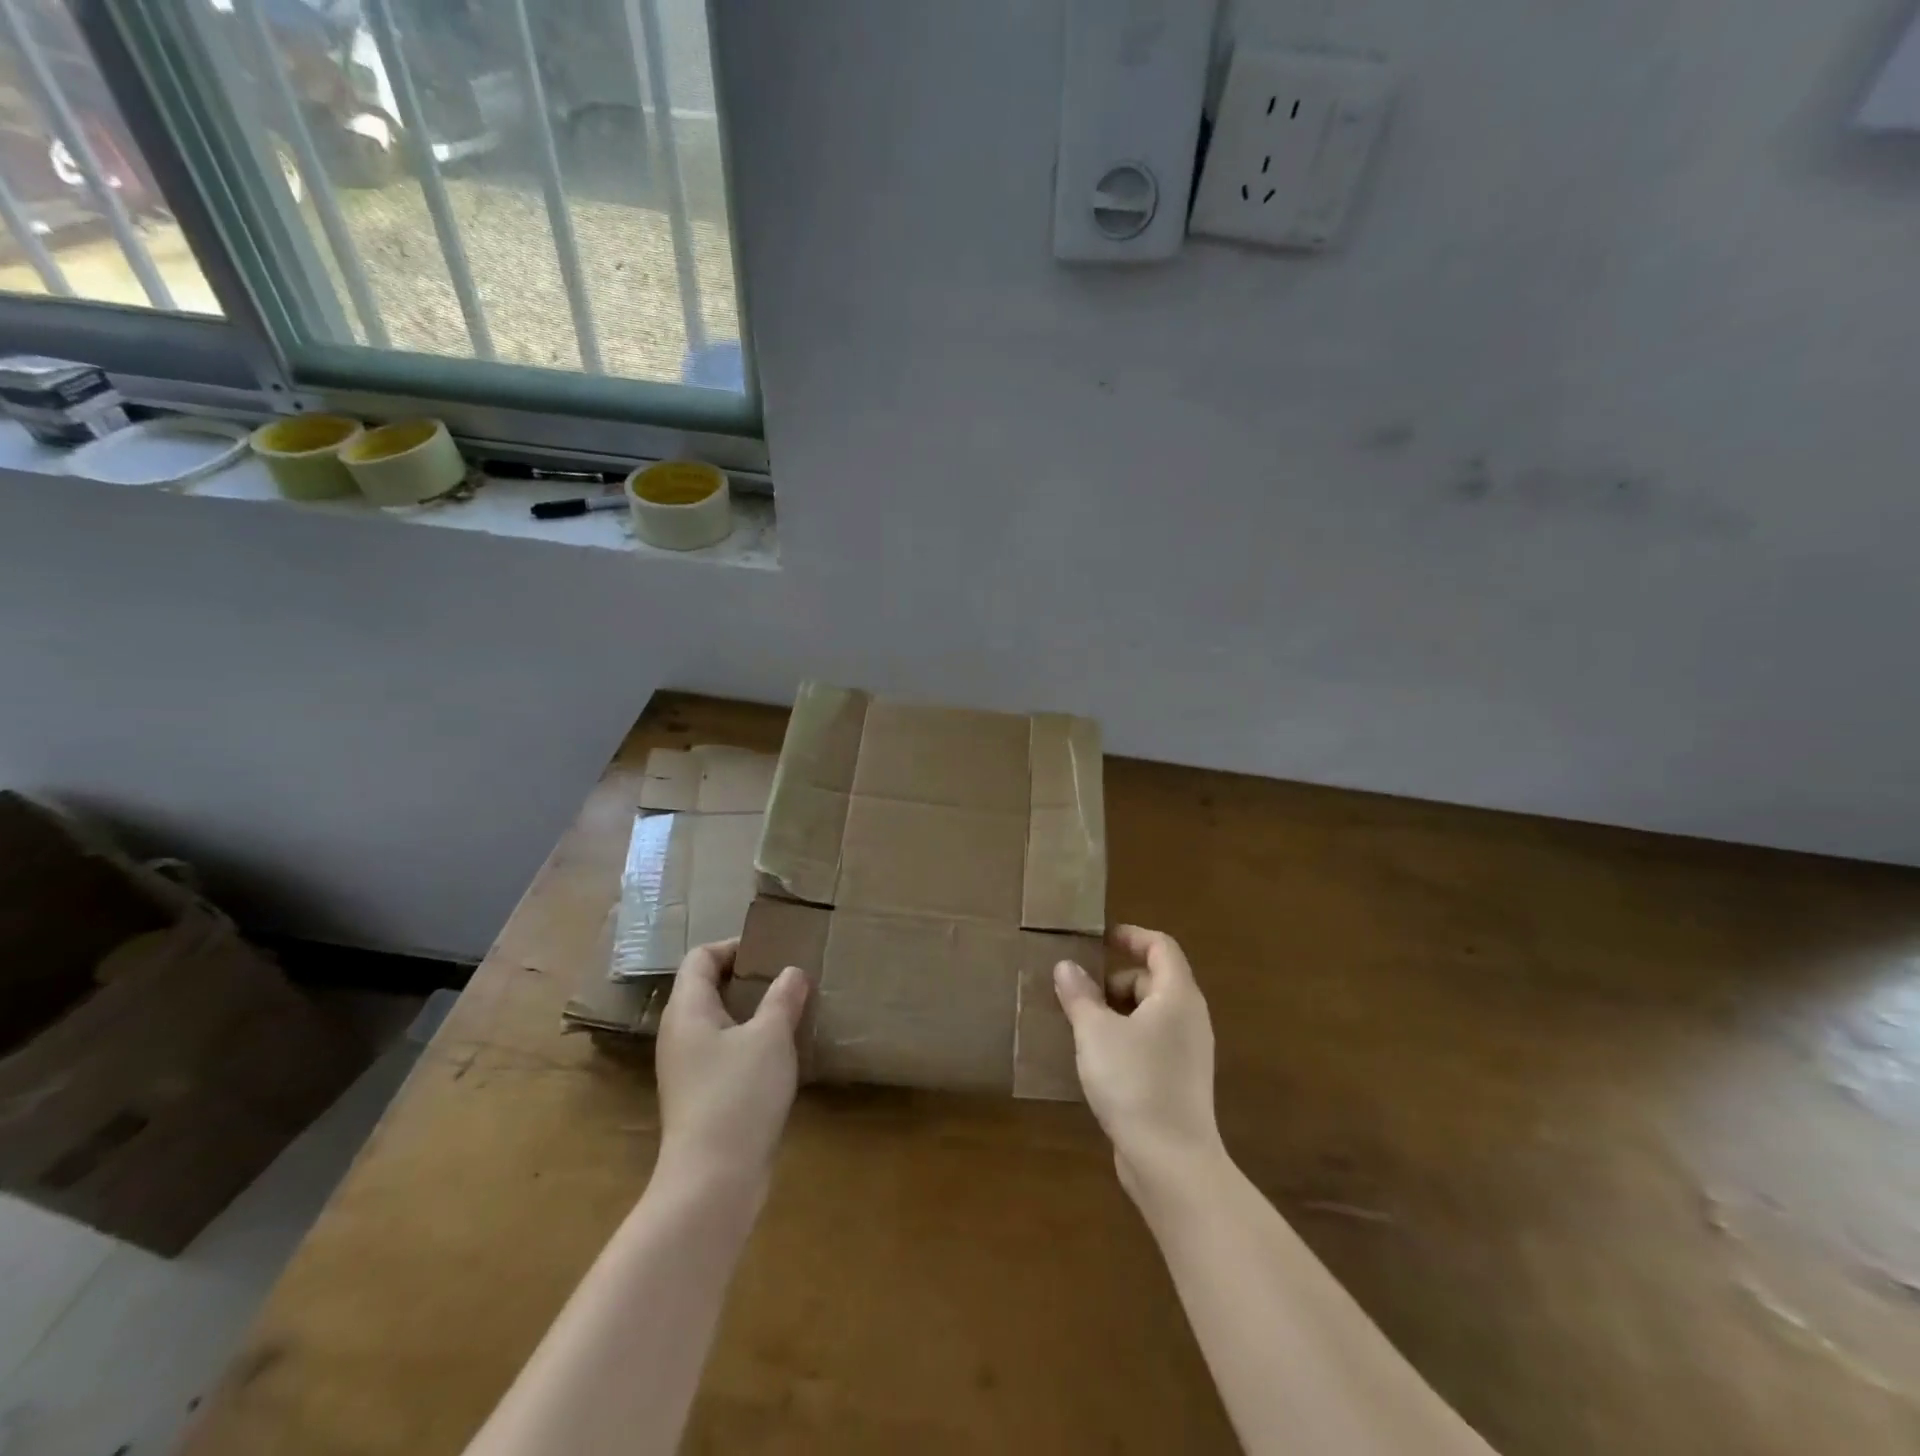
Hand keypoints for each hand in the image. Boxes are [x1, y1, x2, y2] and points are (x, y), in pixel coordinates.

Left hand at [656, 940, 808, 1186]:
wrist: (712, 1180)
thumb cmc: (739, 1094)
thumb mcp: (771, 1037)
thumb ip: (783, 998)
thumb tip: (792, 972)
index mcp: (688, 1009)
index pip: (701, 958)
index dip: (734, 946)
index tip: (772, 951)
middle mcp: (678, 1033)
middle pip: (705, 987)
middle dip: (745, 977)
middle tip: (785, 977)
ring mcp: (685, 1067)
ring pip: (715, 1021)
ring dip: (749, 1010)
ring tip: (788, 1010)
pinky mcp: (697, 1095)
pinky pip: (720, 1050)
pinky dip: (746, 1040)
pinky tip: (777, 1053)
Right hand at [1054, 925, 1224, 1199]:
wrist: (1171, 1163)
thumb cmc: (1135, 1082)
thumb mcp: (1096, 1032)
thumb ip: (1080, 995)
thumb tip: (1066, 966)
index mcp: (1177, 996)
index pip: (1161, 946)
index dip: (1130, 936)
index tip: (1098, 939)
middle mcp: (1189, 1018)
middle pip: (1152, 980)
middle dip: (1113, 980)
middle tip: (1077, 992)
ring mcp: (1187, 1052)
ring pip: (1149, 1014)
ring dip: (1114, 1012)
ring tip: (1078, 1025)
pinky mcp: (1179, 1081)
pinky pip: (1149, 1043)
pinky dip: (1124, 1039)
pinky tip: (1095, 1059)